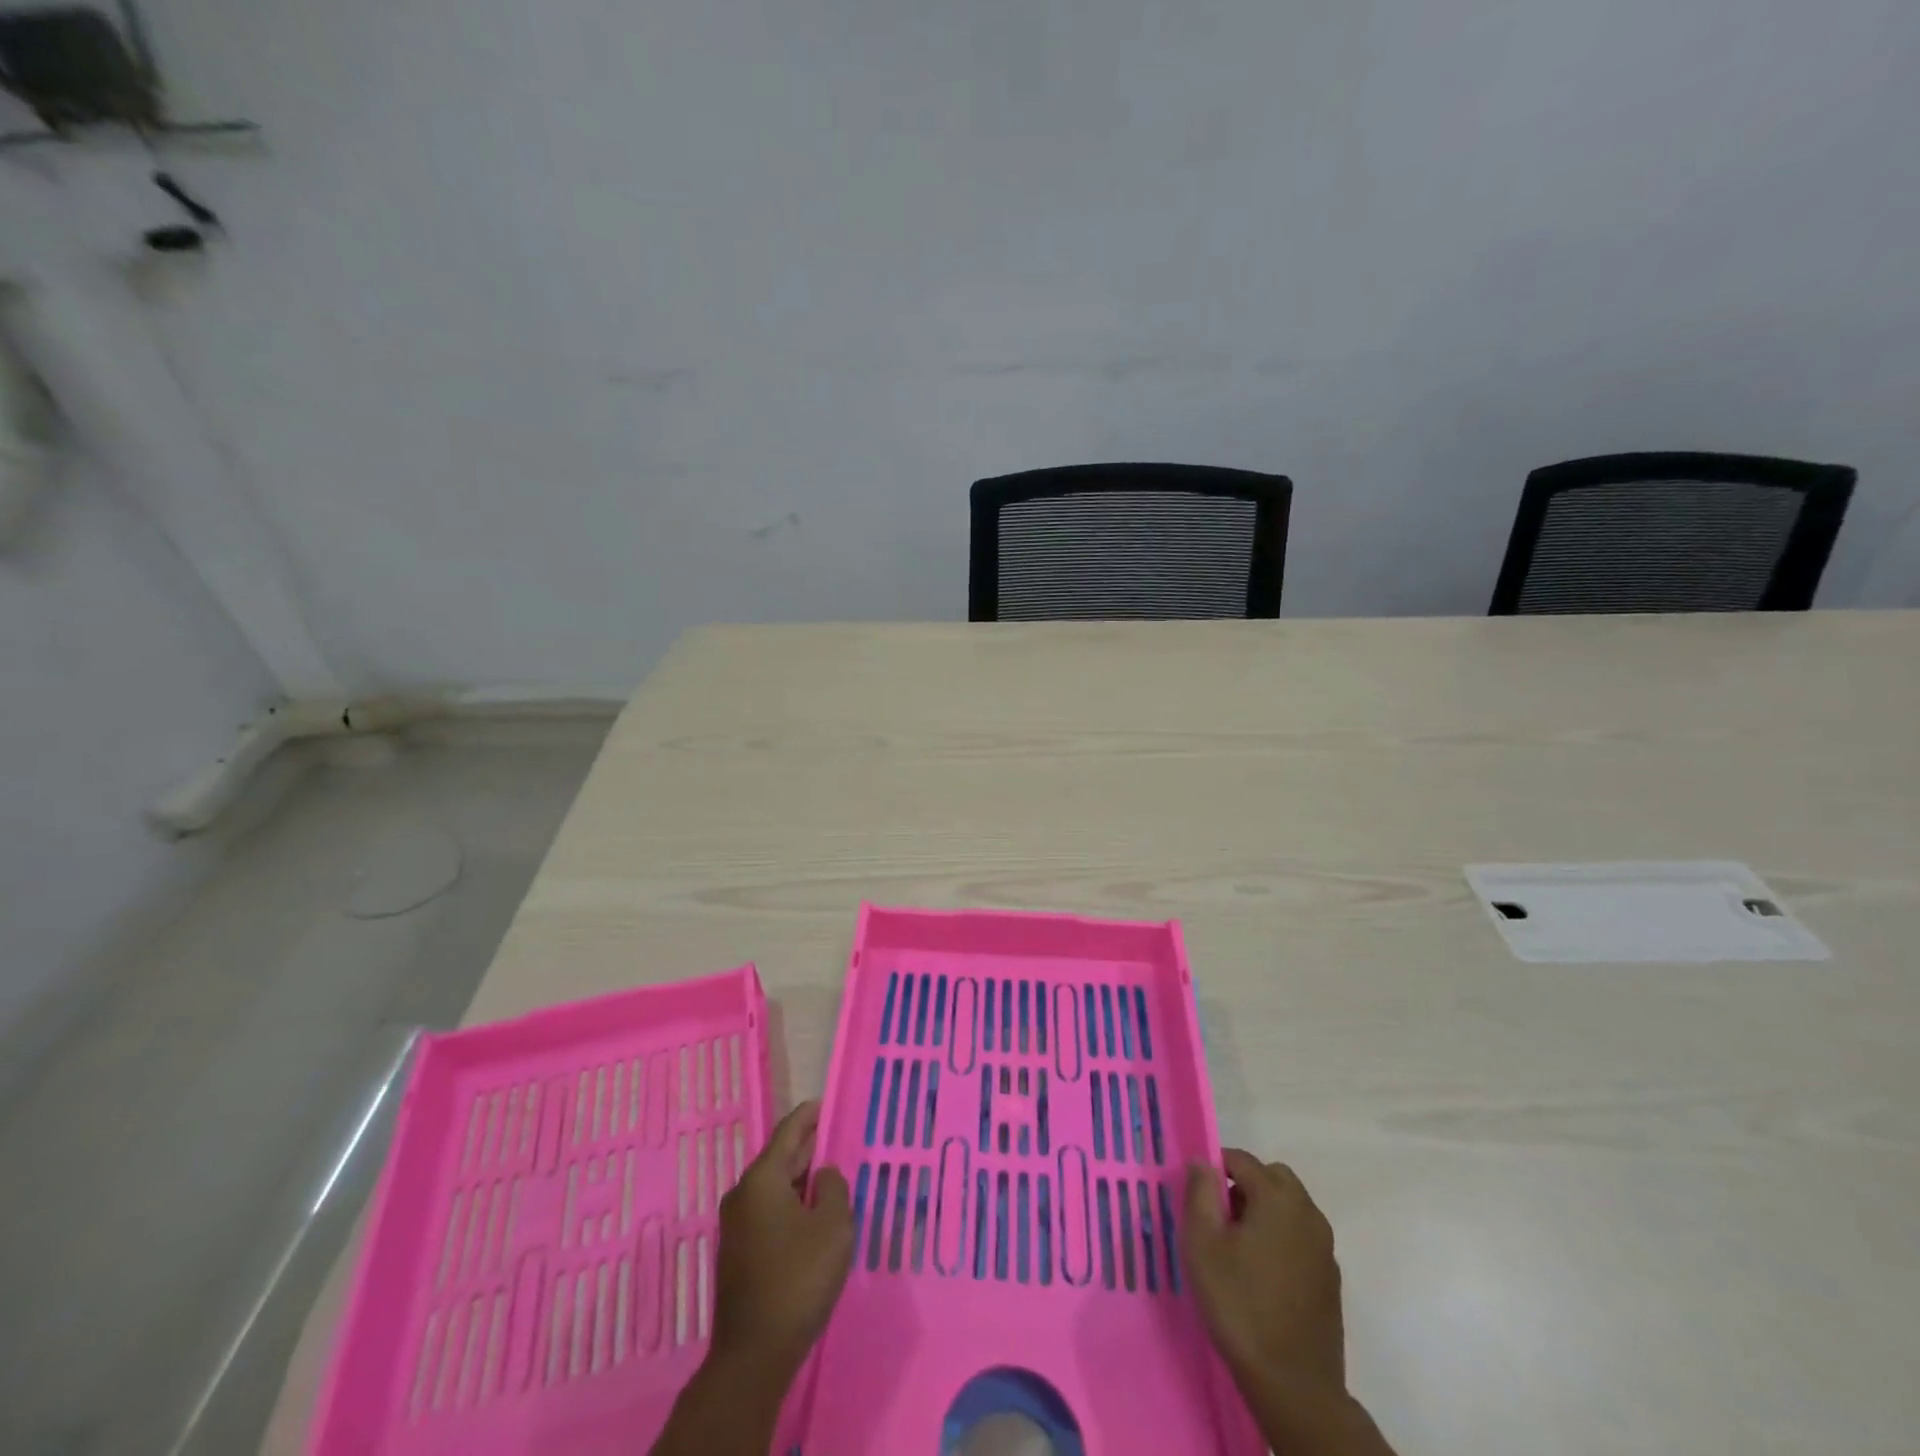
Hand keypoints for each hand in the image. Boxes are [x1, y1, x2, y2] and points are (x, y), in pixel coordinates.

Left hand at [711, 1100, 853, 1381]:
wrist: (753, 1354)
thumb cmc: (798, 1280)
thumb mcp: (833, 1227)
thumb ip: (834, 1188)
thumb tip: (824, 1175)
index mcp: (762, 1179)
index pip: (789, 1131)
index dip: (809, 1115)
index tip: (826, 1103)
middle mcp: (743, 1194)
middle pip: (779, 1158)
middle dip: (808, 1147)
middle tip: (835, 1138)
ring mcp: (736, 1225)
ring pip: (774, 1187)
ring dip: (800, 1179)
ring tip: (829, 1174)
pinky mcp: (738, 1252)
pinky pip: (768, 1210)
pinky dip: (791, 1202)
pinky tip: (812, 1214)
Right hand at [1182, 1149, 1345, 1391]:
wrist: (1293, 1385)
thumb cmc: (1239, 1304)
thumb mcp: (1202, 1243)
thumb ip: (1200, 1192)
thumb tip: (1203, 1161)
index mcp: (1277, 1198)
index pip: (1242, 1160)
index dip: (1215, 1167)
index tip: (1197, 1194)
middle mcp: (1308, 1213)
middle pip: (1273, 1177)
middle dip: (1245, 1185)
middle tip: (1220, 1218)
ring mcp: (1325, 1247)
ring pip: (1290, 1206)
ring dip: (1265, 1211)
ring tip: (1239, 1248)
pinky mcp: (1331, 1278)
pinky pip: (1302, 1237)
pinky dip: (1282, 1238)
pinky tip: (1263, 1274)